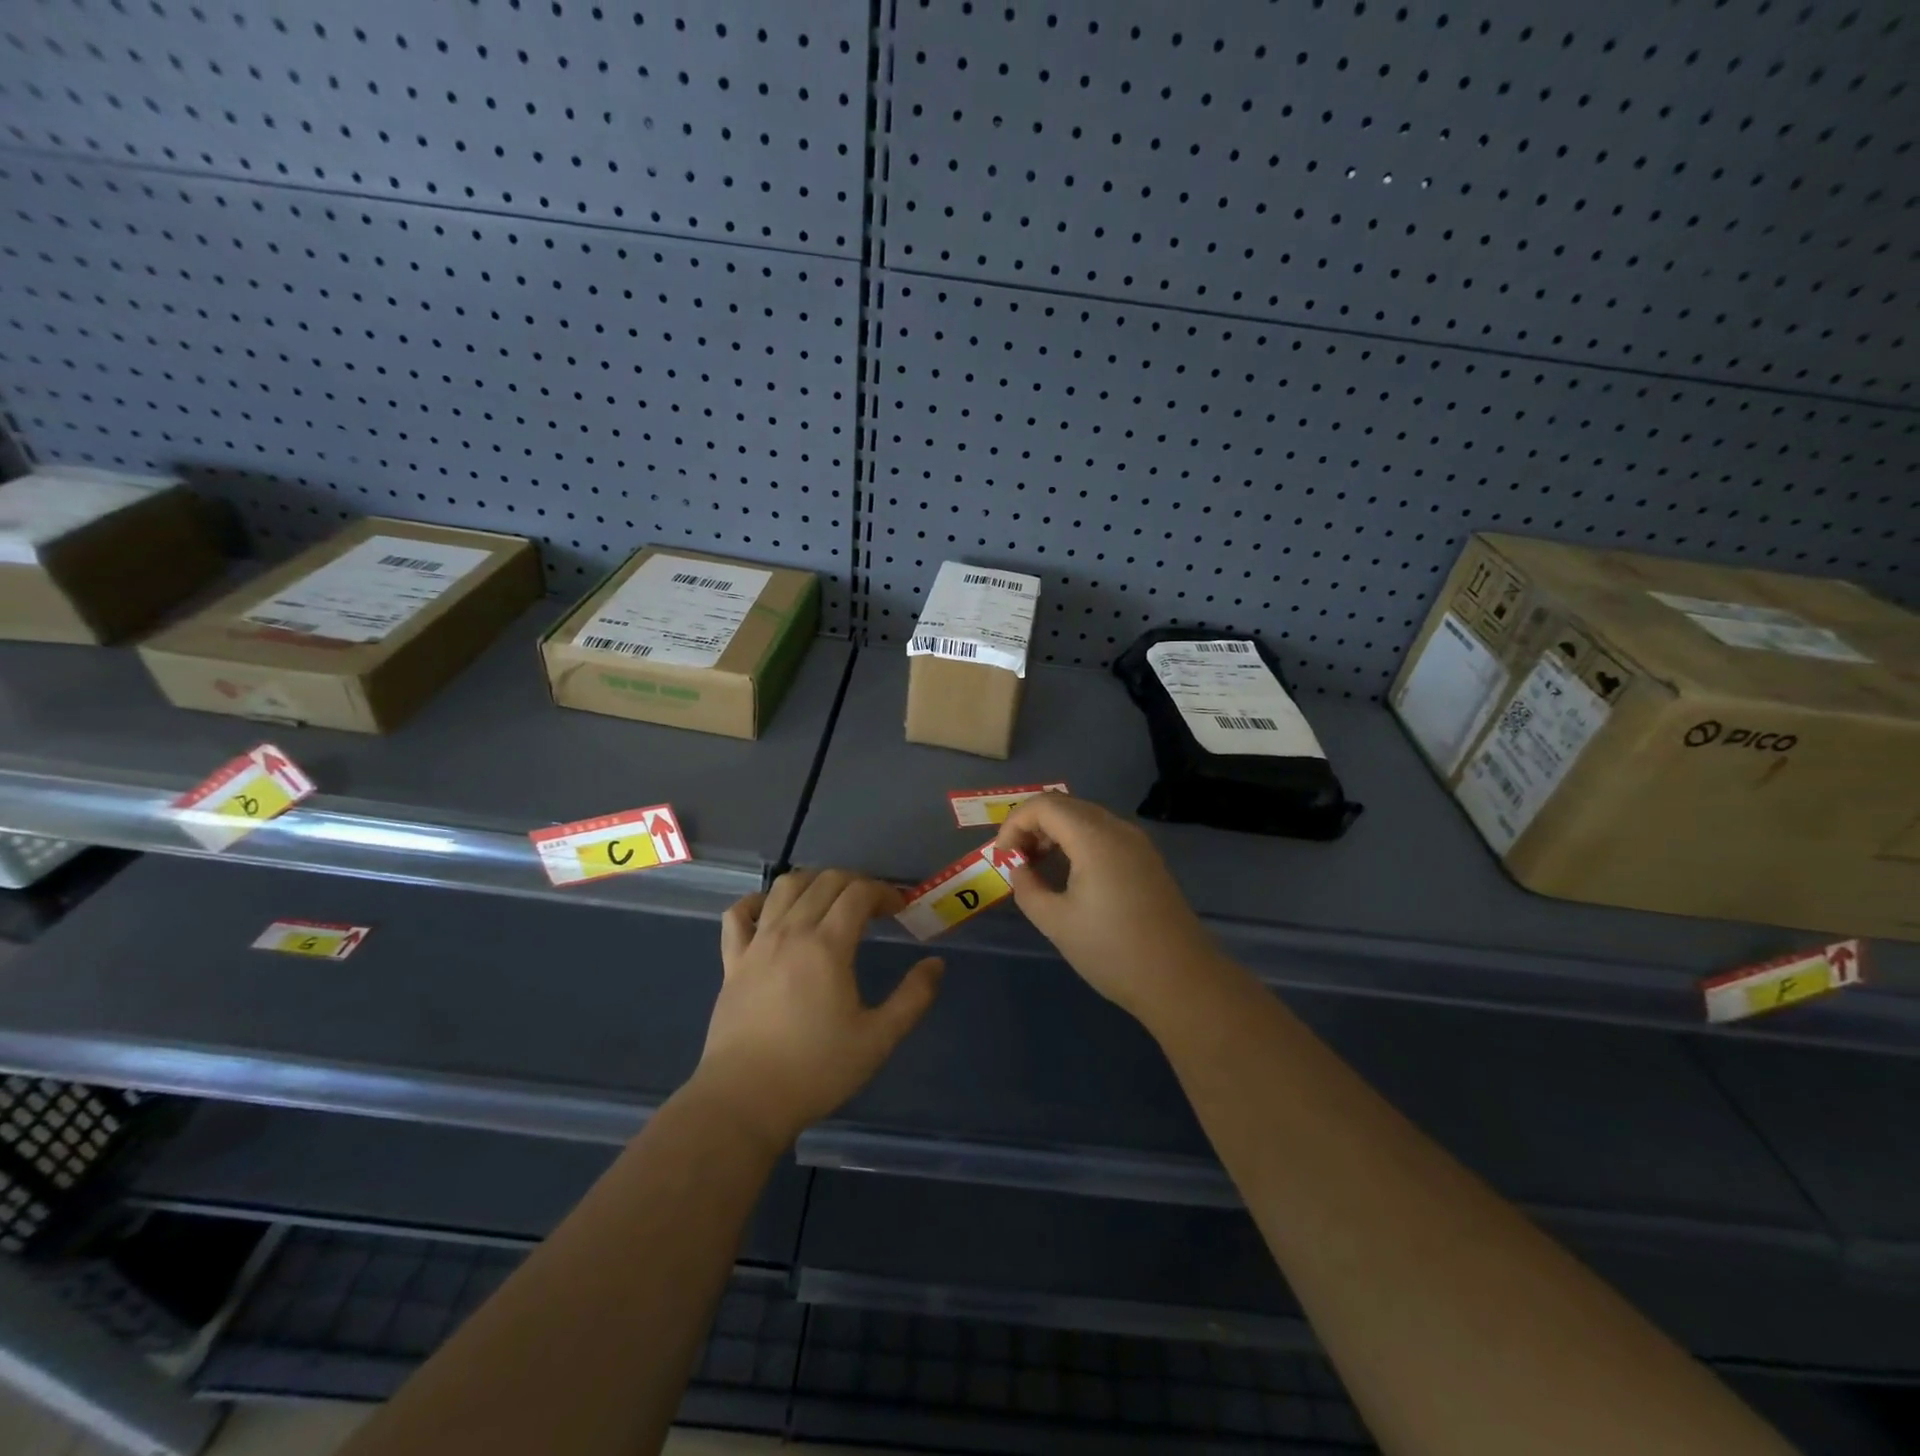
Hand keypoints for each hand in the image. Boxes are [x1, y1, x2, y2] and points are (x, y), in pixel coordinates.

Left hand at [693, 869, 942, 1153]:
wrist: (744, 1100)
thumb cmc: (815, 1070)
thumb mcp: (878, 1039)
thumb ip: (912, 998)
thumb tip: (935, 963)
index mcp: (827, 945)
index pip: (858, 893)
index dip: (883, 891)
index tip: (899, 909)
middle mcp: (791, 932)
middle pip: (825, 881)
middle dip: (855, 882)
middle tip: (873, 906)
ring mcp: (757, 943)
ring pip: (785, 887)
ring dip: (814, 882)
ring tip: (830, 900)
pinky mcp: (732, 961)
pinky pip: (739, 914)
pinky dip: (758, 902)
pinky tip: (772, 912)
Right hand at [994, 795, 1223, 1022]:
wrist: (1180, 979)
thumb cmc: (1112, 951)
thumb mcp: (1056, 922)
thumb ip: (1028, 888)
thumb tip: (1020, 869)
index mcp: (1094, 837)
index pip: (1044, 805)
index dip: (1015, 824)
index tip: (1003, 857)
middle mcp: (1117, 829)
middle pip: (1065, 805)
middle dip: (1033, 825)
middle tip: (1016, 860)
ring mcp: (1136, 842)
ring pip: (1085, 817)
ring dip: (1055, 832)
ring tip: (1037, 866)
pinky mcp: (1146, 859)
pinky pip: (1103, 834)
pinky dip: (1077, 841)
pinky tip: (1069, 873)